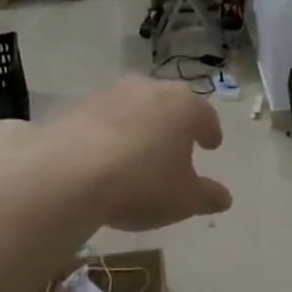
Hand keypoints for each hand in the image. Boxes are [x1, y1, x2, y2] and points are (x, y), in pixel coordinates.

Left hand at [46, 78, 233, 231]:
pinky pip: (103, 122)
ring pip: (134, 110)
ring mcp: (109, 96)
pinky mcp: (76, 109)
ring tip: (138, 155)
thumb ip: (207, 197)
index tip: (211, 145)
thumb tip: (224, 198)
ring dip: (140, 128)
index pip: (205, 116)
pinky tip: (106, 160)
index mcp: (184, 106)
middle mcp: (149, 90)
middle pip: (168, 106)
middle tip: (177, 145)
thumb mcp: (185, 200)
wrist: (68, 174)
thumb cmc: (142, 183)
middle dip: (174, 125)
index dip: (210, 132)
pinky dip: (109, 136)